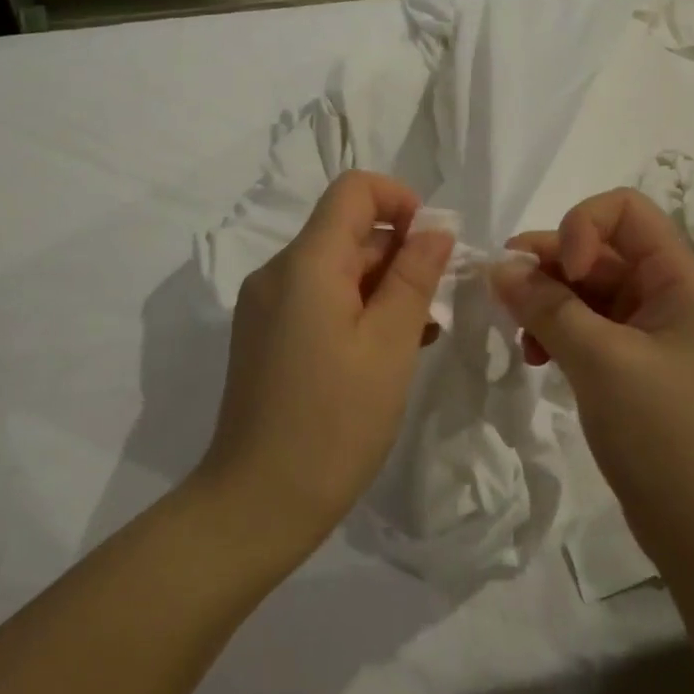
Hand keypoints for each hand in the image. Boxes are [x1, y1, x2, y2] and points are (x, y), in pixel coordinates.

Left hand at [197, 171, 453, 565]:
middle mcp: (277, 273)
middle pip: (346, 232)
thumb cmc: (334, 423)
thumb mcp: (389, 346)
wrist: (258, 502)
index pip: (353, 190)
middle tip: (436, 305)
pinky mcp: (265, 336)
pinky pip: (317, 301)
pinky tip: (388, 350)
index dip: (400, 201)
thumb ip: (414, 277)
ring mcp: (266, 306)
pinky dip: (356, 310)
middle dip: (398, 254)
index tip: (433, 246)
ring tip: (420, 333)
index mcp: (304, 264)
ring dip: (382, 287)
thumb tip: (434, 229)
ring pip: (335, 269)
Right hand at [492, 188, 693, 562]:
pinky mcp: (633, 365)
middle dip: (548, 266)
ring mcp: (651, 332)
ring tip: (522, 337)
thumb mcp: (601, 362)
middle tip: (504, 295)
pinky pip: (587, 326)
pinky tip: (536, 357)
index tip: (559, 274)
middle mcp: (668, 295)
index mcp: (681, 280)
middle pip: (599, 249)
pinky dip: (557, 331)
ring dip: (546, 301)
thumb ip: (547, 307)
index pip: (624, 211)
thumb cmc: (664, 435)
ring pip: (586, 290)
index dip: (580, 227)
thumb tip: (499, 266)